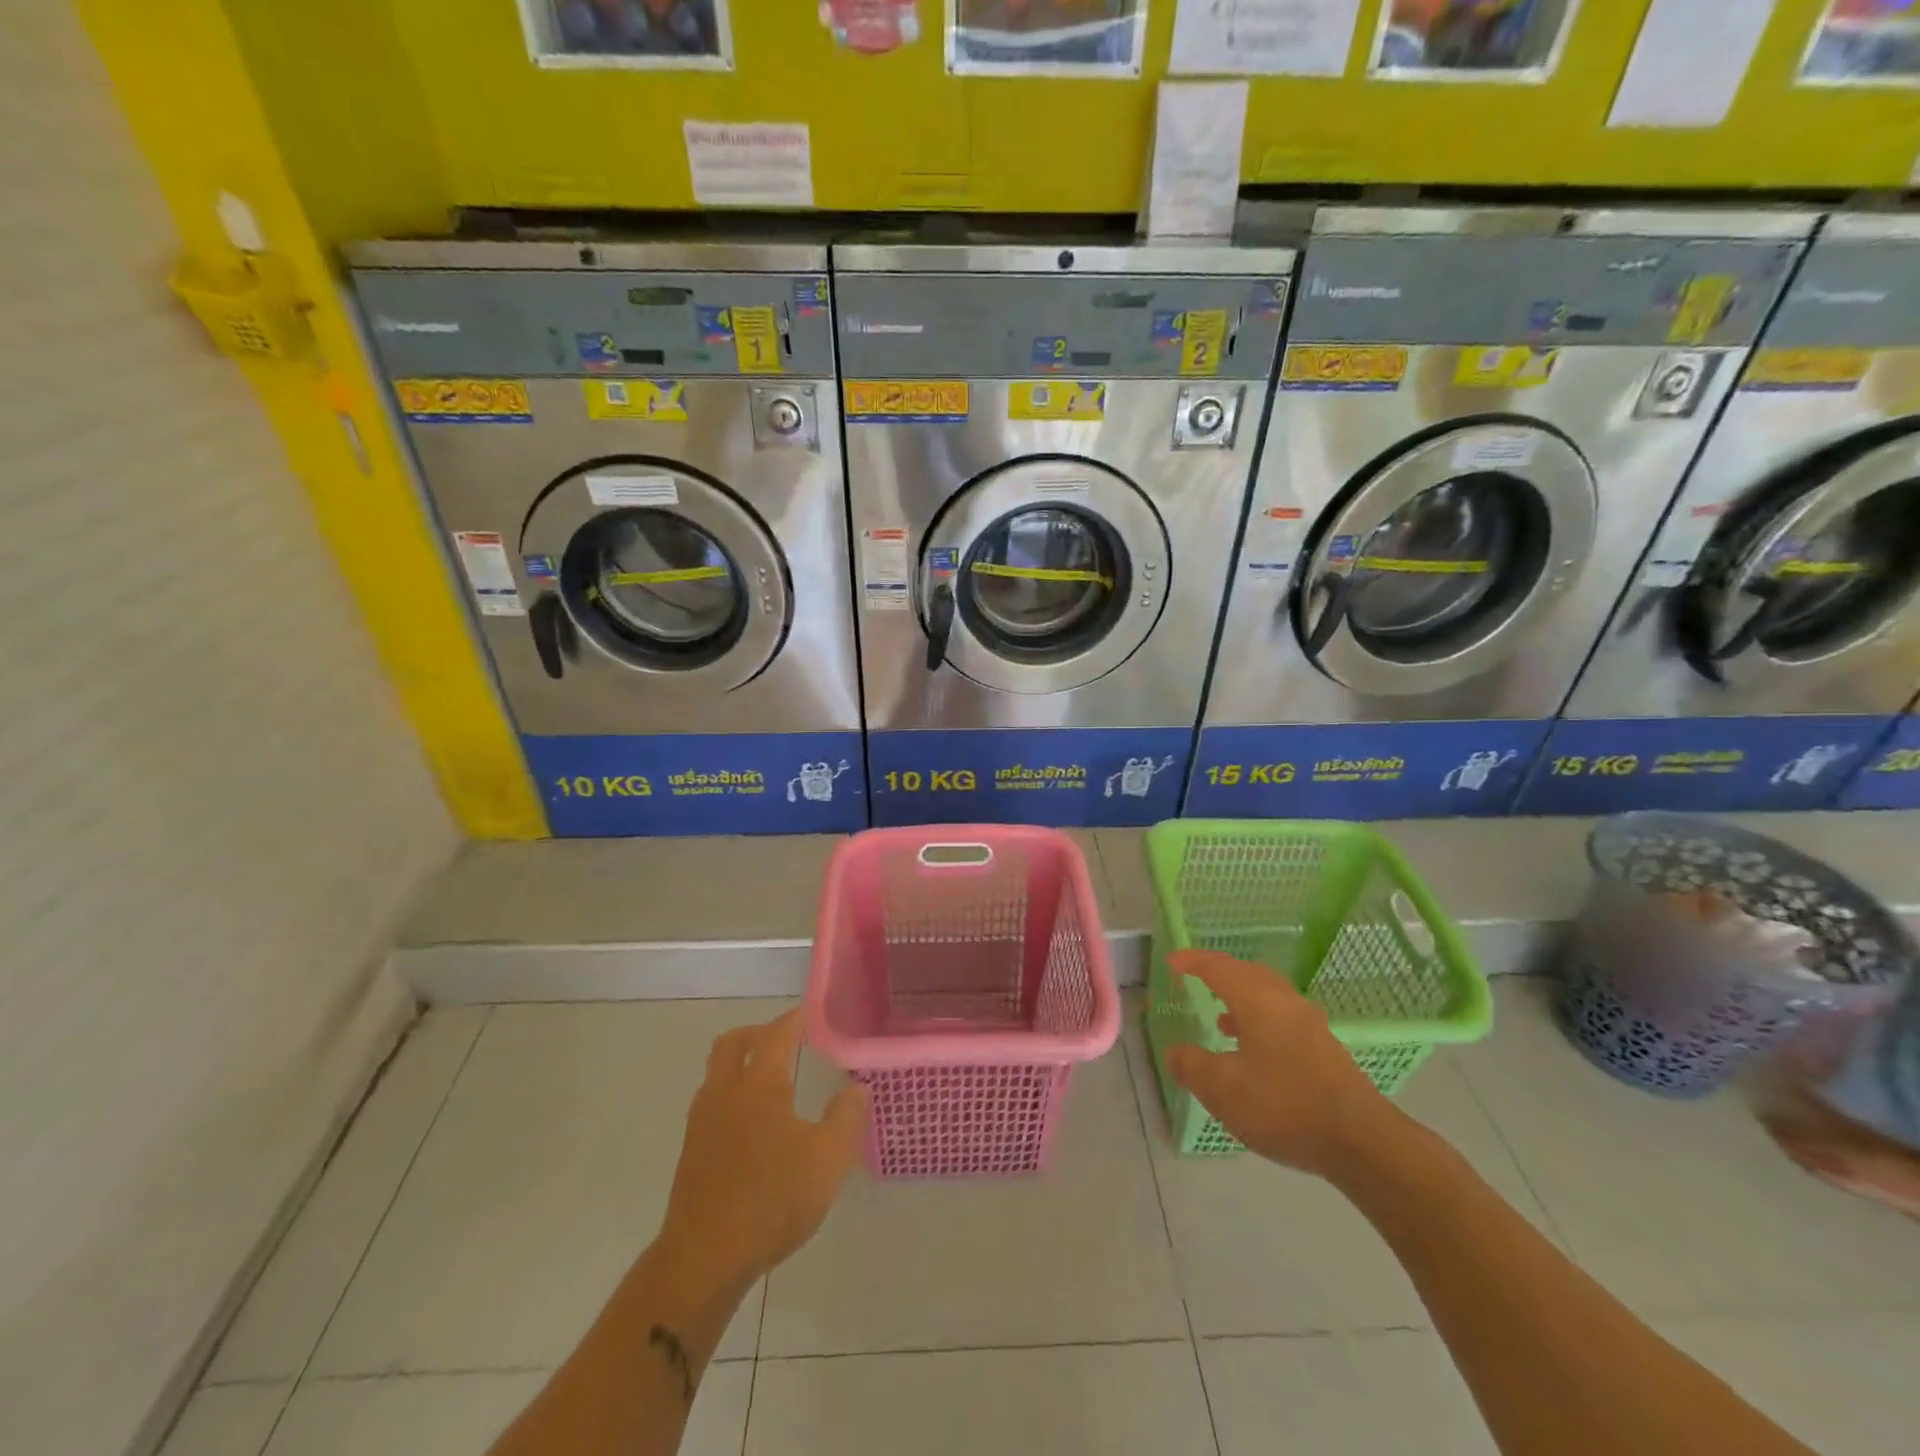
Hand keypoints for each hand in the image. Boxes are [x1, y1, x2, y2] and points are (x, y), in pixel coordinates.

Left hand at [659, 1010, 866, 1292]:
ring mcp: (702, 1123)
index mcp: (759, 1085)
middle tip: (782, 1039)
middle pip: (732, 1044)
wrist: (703, 1260)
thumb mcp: (828, 1160)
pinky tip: (752, 1125)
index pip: (775, 1035)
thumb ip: (846, 1118)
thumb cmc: (772, 1200)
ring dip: (739, 1064)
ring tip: (769, 1080)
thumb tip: (856, 1088)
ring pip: (716, 1074)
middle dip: (756, 1033)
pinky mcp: (692, 1153)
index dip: (792, 1021)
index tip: (806, 1014)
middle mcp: (725, 1093)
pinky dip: (731, 1095)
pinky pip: (711, 1104)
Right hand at [1165, 949, 1402, 1180]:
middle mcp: (1285, 1002)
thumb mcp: (1223, 1090)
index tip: (1172, 962)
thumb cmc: (1284, 1106)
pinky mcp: (1325, 1048)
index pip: (1218, 968)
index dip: (1193, 962)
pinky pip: (1282, 1016)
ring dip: (1241, 998)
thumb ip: (1192, 1066)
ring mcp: (1310, 1024)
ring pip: (1269, 995)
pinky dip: (1260, 1019)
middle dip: (1220, 973)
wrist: (1362, 1142)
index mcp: (1257, 1000)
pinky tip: (1254, 1050)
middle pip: (1248, 973)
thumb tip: (1175, 1052)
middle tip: (1197, 979)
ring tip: (1221, 1019)